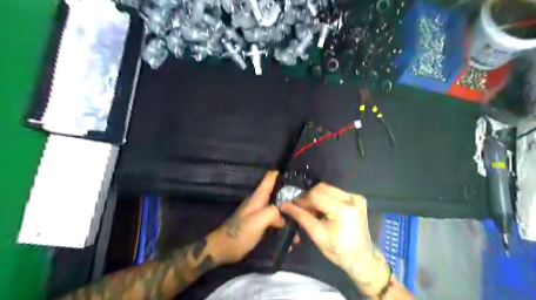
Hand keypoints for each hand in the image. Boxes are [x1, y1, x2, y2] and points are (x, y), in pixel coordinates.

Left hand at [207, 171, 294, 264]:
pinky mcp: (261, 224)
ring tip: (302, 227)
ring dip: (290, 216)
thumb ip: (273, 213)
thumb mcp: (257, 221)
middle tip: (308, 206)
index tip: (300, 178)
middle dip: (293, 198)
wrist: (223, 250)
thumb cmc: (239, 233)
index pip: (271, 177)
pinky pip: (276, 221)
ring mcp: (261, 213)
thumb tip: (286, 216)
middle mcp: (261, 202)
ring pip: (280, 208)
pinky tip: (292, 239)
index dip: (284, 174)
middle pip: (279, 193)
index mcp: (259, 197)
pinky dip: (284, 227)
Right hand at [281, 183, 389, 295]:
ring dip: (316, 196)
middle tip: (299, 207)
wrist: (362, 258)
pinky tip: (320, 208)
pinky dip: (325, 198)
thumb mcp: (317, 235)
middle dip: (308, 196)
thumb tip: (285, 205)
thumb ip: (301, 217)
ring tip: (309, 209)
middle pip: (322, 188)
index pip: (316, 196)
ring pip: (328, 188)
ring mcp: (355, 197)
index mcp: (344, 209)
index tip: (290, 204)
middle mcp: (352, 198)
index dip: (301, 199)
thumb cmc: (339, 250)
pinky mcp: (356, 198)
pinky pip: (335, 192)